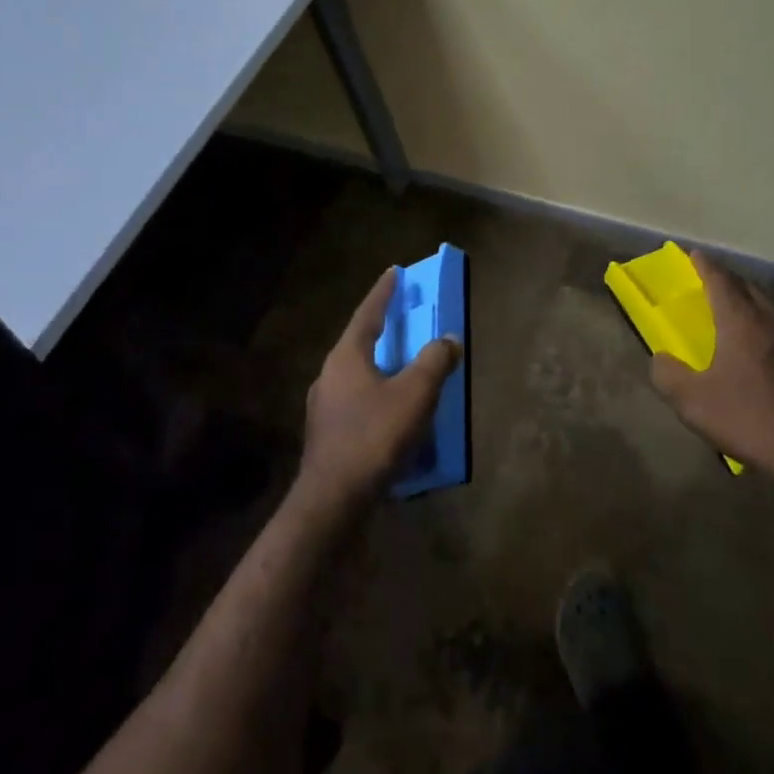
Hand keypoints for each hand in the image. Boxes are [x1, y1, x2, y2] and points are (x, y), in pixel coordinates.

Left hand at [295, 268, 461, 519]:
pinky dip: (377, 396)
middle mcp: (330, 374)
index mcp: (347, 356)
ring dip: (380, 366)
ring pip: (357, 374)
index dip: (384, 292)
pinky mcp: (327, 434)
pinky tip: (392, 414)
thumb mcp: (415, 394)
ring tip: (402, 367)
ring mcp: (324, 406)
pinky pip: (356, 402)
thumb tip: (449, 338)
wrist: (332, 501)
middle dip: (382, 329)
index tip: (394, 272)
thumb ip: (435, 361)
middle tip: (402, 318)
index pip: (368, 313)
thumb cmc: (373, 436)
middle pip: (359, 342)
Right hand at [650, 251, 773, 500]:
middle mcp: (773, 319)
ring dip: (751, 306)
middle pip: (748, 288)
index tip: (693, 254)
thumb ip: (668, 375)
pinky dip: (770, 332)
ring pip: (771, 309)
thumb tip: (660, 359)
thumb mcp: (693, 401)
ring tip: (736, 316)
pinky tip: (766, 355)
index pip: (719, 278)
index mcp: (741, 319)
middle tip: (711, 285)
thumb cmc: (750, 418)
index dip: (703, 264)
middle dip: (728, 282)